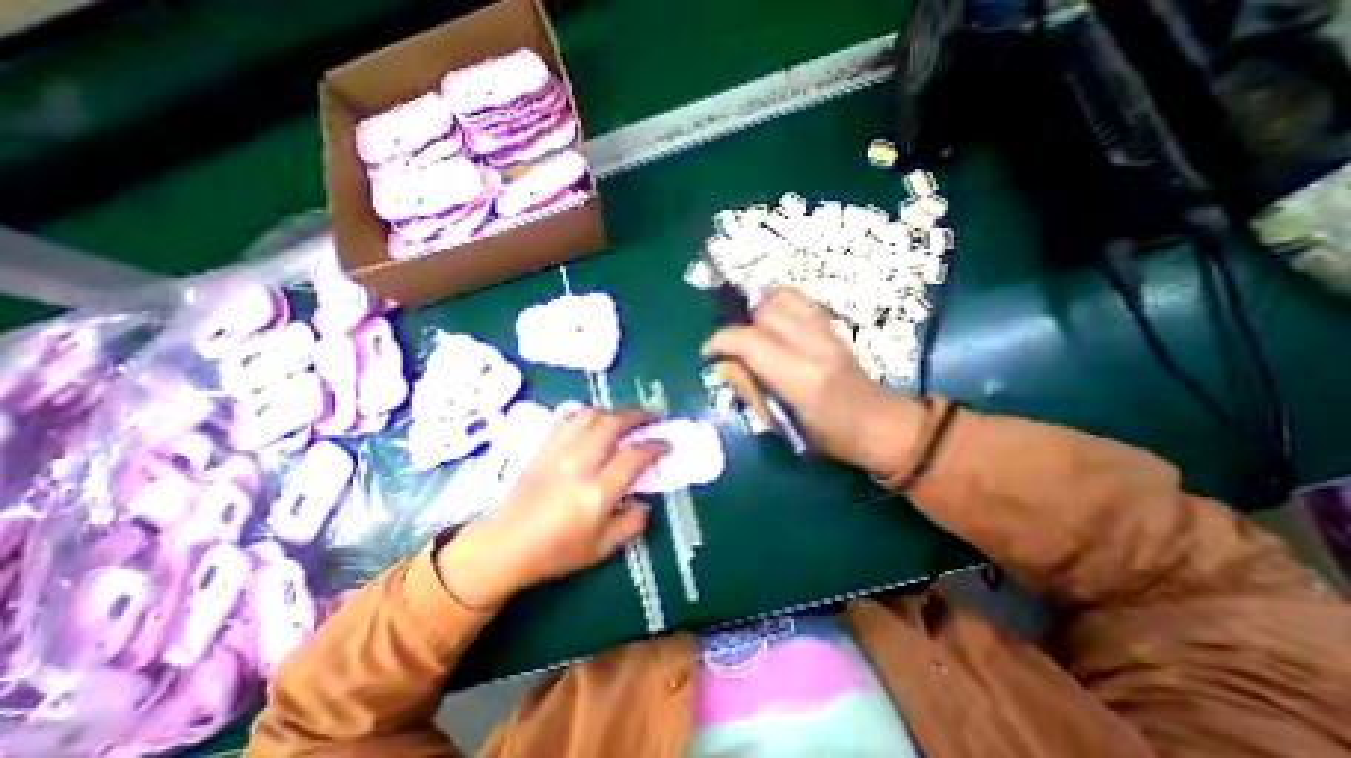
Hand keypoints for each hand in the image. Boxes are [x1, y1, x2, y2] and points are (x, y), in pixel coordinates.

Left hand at [434, 410, 661, 609]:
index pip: (634, 457)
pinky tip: (595, 421)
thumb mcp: (603, 548)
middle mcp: (578, 465)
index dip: (655, 446)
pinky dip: (587, 413)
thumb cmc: (556, 552)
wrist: (504, 546)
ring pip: (590, 415)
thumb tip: (645, 501)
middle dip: (638, 416)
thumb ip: (632, 523)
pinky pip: (568, 419)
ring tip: (625, 417)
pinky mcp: (543, 448)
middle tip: (652, 418)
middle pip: (613, 424)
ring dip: (613, 411)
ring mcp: (558, 452)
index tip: (666, 443)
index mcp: (596, 494)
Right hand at [703, 288, 924, 477]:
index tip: (708, 353)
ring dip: (759, 311)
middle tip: (737, 348)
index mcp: (799, 378)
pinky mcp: (833, 325)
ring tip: (754, 333)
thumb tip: (722, 365)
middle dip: (741, 326)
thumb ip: (748, 389)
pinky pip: (799, 300)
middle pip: (765, 310)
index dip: (720, 341)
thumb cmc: (827, 436)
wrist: (879, 423)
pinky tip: (775, 327)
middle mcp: (814, 346)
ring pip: (783, 297)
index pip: (749, 341)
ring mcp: (827, 331)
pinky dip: (778, 306)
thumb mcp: (780, 423)